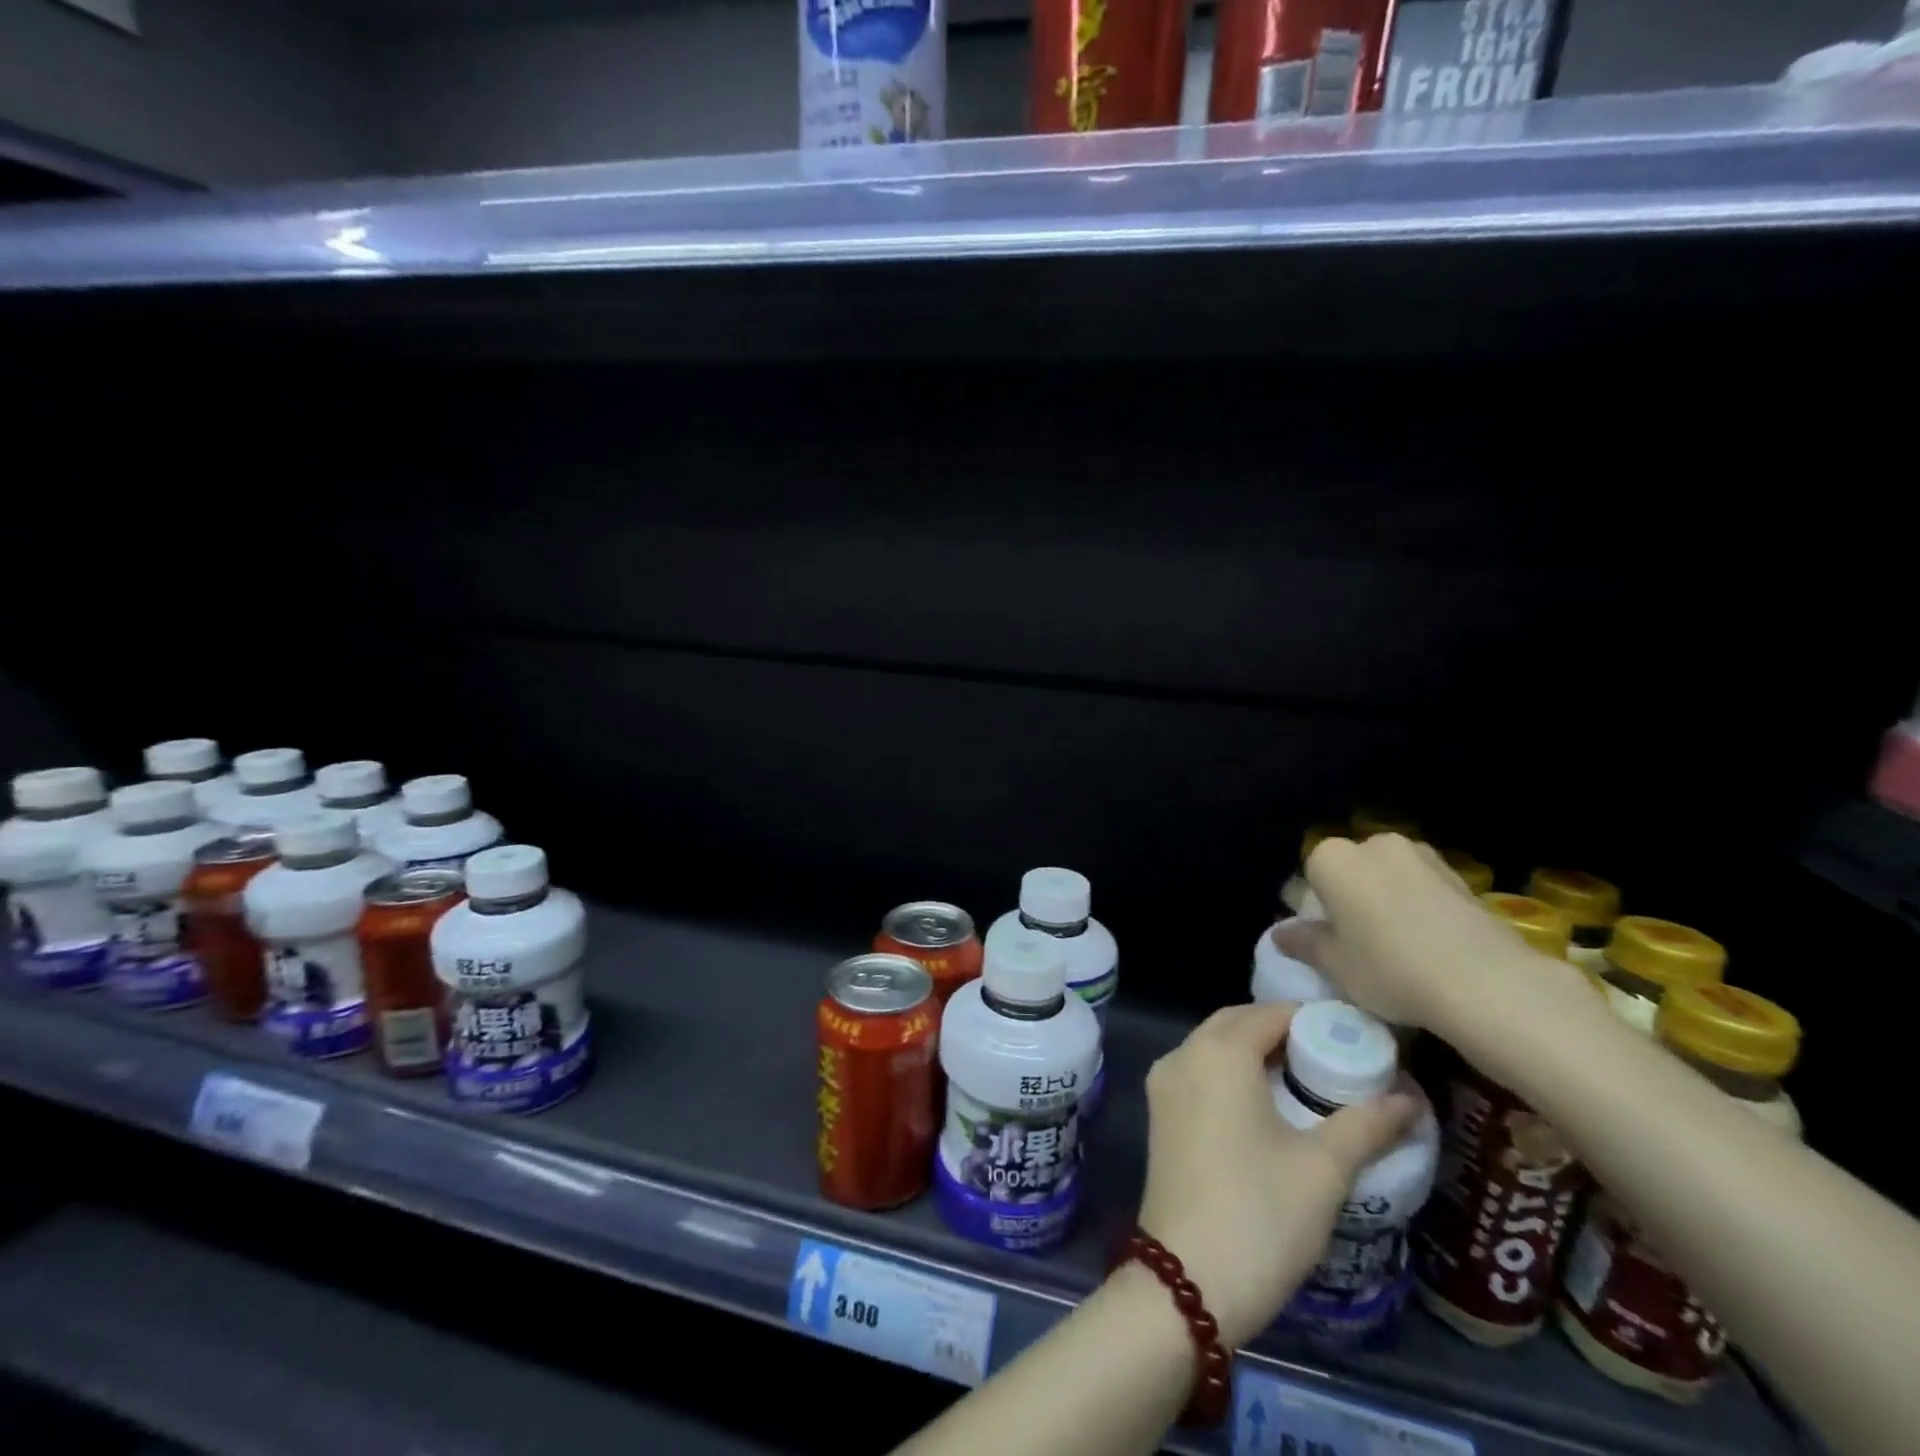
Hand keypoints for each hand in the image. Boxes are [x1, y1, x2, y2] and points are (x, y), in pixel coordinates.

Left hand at [1135, 1002, 1417, 1347]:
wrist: (1187, 1280)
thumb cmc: (1260, 1213)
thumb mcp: (1323, 1168)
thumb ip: (1367, 1124)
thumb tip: (1409, 1096)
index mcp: (1218, 1052)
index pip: (1269, 1013)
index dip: (1313, 1020)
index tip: (1354, 1038)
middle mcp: (1183, 1054)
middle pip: (1237, 1023)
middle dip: (1282, 1032)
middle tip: (1334, 1058)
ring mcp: (1164, 1084)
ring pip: (1214, 1047)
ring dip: (1255, 1052)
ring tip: (1308, 1081)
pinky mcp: (1159, 1114)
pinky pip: (1200, 1073)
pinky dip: (1232, 1074)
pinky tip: (1268, 1105)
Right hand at [1272, 832, 1565, 1034]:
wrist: (1487, 983)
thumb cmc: (1389, 969)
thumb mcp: (1334, 965)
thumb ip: (1304, 943)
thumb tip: (1282, 934)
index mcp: (1332, 859)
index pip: (1312, 875)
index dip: (1318, 907)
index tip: (1330, 939)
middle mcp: (1374, 845)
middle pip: (1353, 869)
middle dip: (1354, 896)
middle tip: (1362, 941)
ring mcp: (1422, 856)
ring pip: (1391, 876)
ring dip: (1390, 899)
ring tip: (1402, 944)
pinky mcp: (1461, 876)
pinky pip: (1425, 888)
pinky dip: (1422, 907)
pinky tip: (1433, 944)